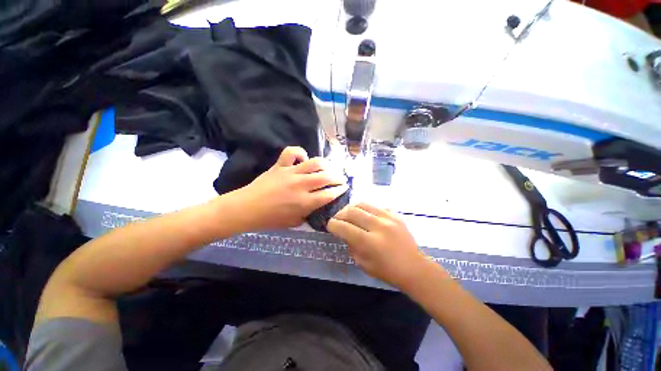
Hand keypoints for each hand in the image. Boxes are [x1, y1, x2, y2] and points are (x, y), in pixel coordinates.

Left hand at [236, 147, 347, 229]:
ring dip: (326, 164)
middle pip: (326, 177)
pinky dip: (300, 152)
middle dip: (338, 177)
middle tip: (341, 178)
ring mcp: (291, 173)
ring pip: (315, 163)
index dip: (340, 190)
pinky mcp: (280, 166)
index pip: (329, 194)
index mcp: (305, 202)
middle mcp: (301, 185)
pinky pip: (292, 152)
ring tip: (328, 167)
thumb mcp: (294, 223)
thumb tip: (318, 206)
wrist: (246, 208)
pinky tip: (303, 159)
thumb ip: (309, 214)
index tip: (345, 187)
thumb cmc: (270, 219)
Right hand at [327, 203, 430, 289]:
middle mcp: (378, 226)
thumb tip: (344, 231)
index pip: (344, 227)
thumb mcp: (363, 264)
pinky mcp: (395, 215)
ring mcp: (388, 218)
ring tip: (348, 214)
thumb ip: (351, 245)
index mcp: (370, 243)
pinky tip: (364, 215)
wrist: (414, 268)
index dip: (332, 225)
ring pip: (362, 204)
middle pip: (351, 211)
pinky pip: (375, 206)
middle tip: (337, 219)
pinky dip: (365, 209)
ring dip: (351, 208)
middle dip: (339, 214)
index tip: (329, 225)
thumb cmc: (387, 271)